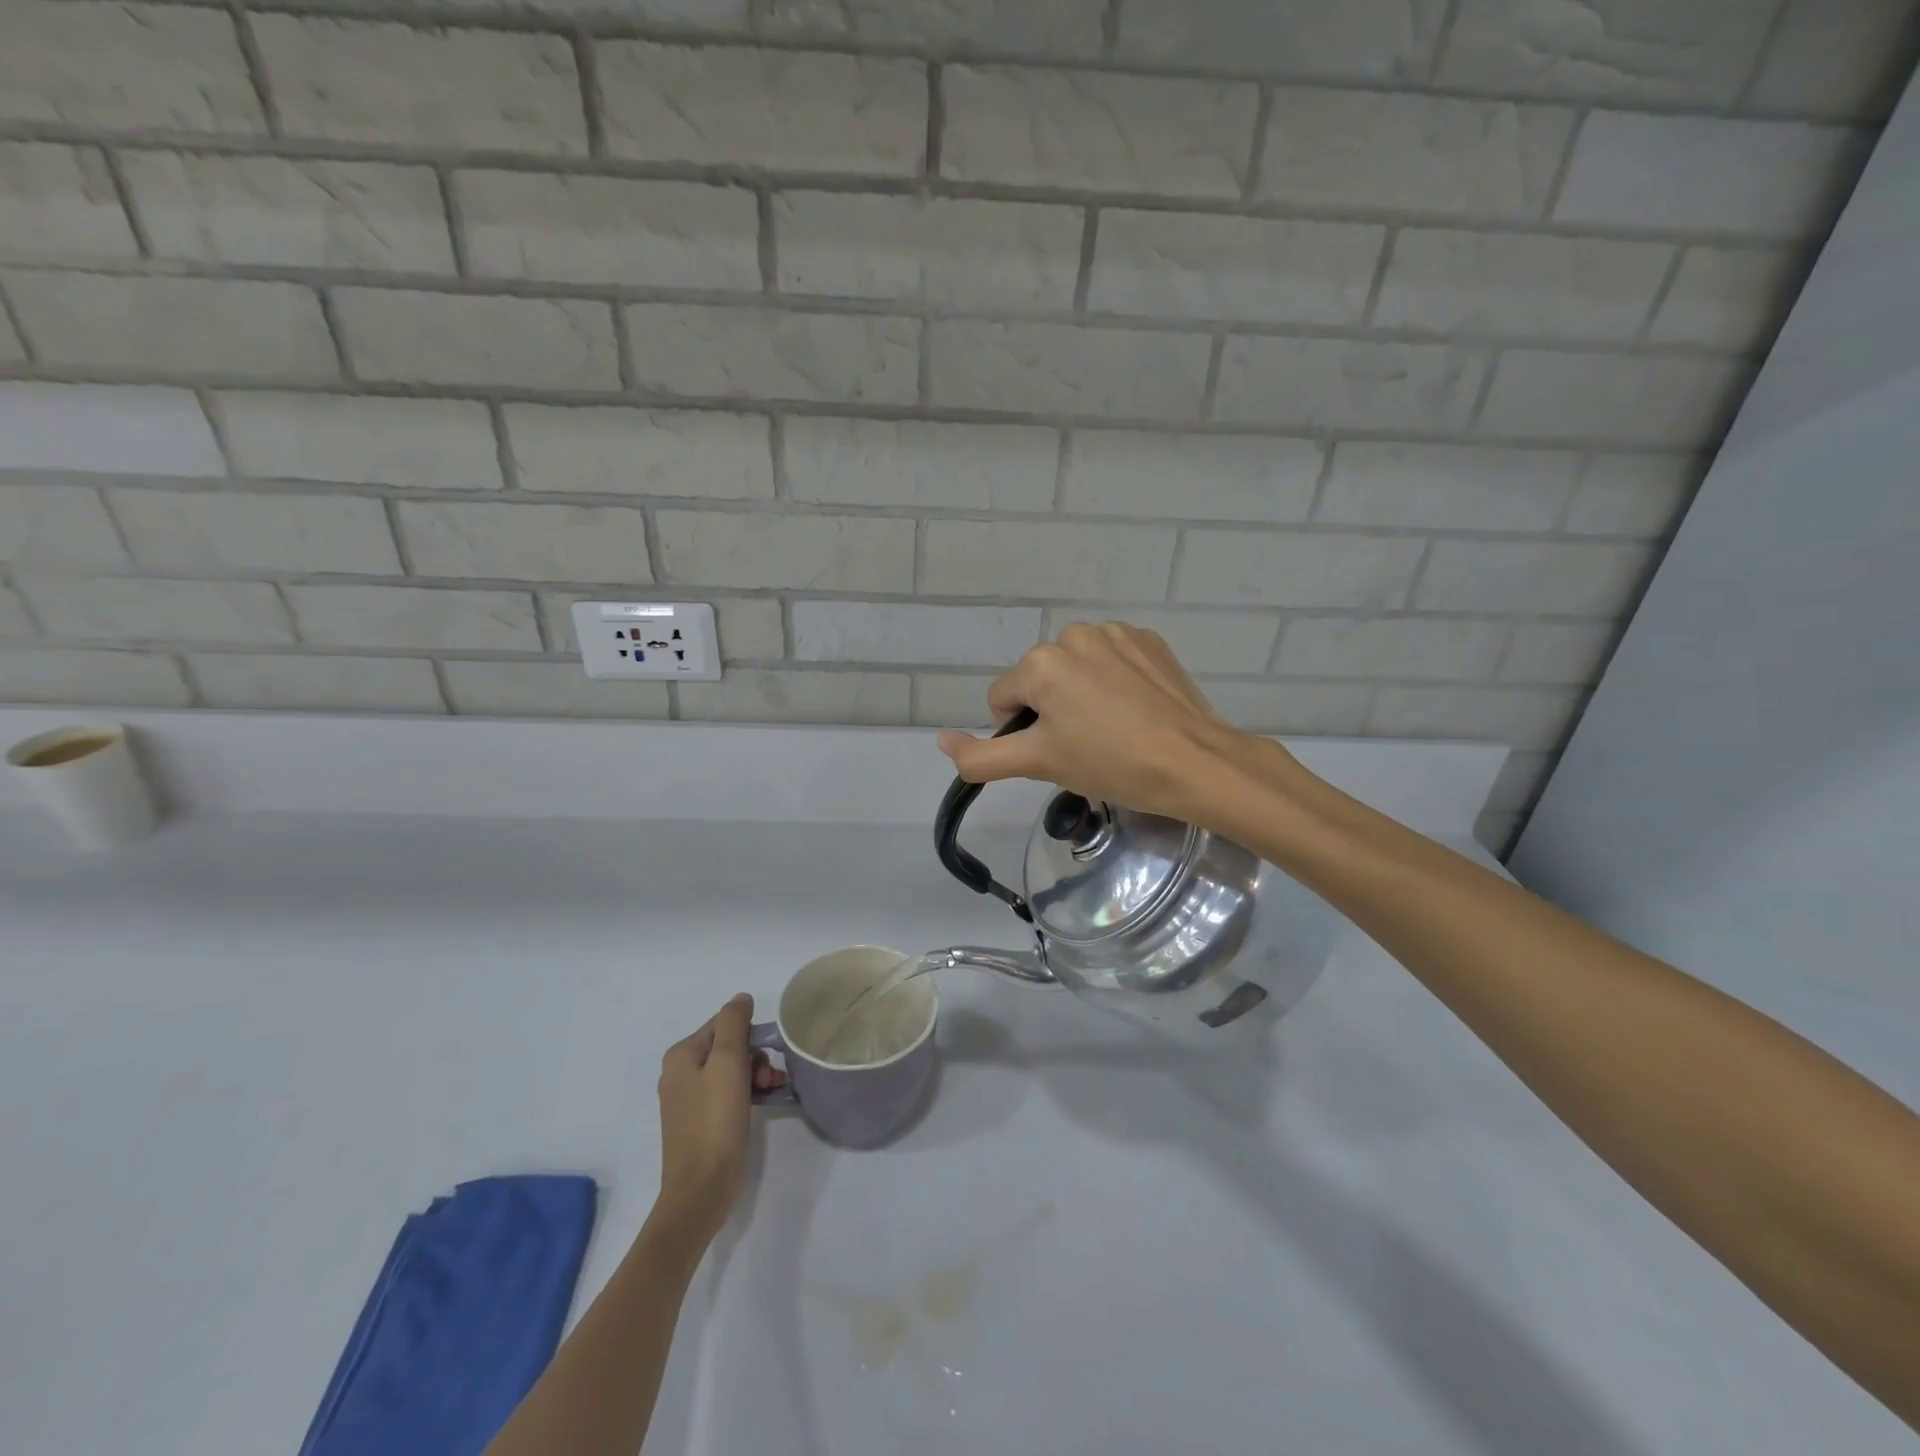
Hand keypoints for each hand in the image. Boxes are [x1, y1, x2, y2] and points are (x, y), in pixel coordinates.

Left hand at [654, 995, 785, 1244]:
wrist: (701, 1189)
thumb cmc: (715, 1121)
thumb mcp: (728, 1062)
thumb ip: (734, 1023)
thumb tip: (741, 999)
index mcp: (682, 1054)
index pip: (725, 1024)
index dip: (751, 1037)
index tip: (766, 1060)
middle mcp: (679, 1072)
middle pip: (729, 1047)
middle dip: (756, 1059)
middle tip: (771, 1081)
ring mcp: (688, 1099)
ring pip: (731, 1070)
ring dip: (756, 1077)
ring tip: (772, 1093)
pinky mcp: (699, 1122)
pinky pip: (727, 1093)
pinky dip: (747, 1094)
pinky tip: (764, 1104)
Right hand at [937, 623, 1261, 820]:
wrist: (1196, 763)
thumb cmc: (1111, 764)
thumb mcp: (1039, 764)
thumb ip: (982, 757)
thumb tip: (941, 741)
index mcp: (1040, 663)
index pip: (1002, 700)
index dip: (1021, 733)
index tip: (1056, 754)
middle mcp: (1073, 635)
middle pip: (1039, 681)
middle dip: (1052, 711)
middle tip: (1085, 746)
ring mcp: (1116, 633)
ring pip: (1076, 670)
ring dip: (1082, 695)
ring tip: (1114, 729)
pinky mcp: (1149, 639)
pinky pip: (1112, 660)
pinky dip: (1115, 682)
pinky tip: (1136, 710)